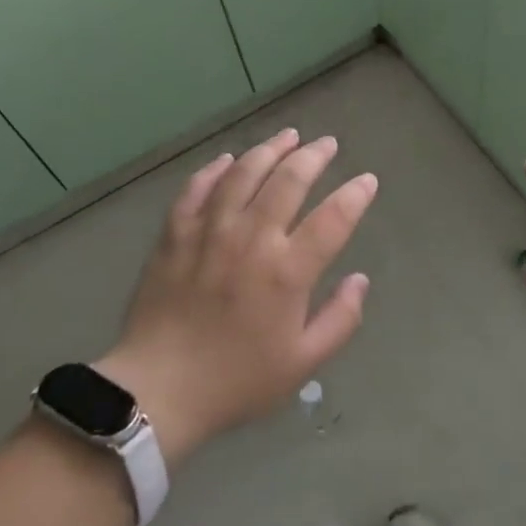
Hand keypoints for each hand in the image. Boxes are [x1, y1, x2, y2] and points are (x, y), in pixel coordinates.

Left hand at [95, 128, 377, 463]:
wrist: (158, 390)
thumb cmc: (236, 380)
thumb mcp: (303, 364)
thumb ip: (340, 319)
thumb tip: (360, 280)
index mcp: (287, 271)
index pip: (333, 218)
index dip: (355, 195)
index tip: (367, 180)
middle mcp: (251, 239)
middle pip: (289, 180)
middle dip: (314, 155)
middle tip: (327, 143)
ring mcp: (209, 231)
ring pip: (244, 173)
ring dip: (270, 149)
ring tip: (288, 135)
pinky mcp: (175, 234)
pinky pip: (196, 188)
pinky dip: (214, 169)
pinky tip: (228, 159)